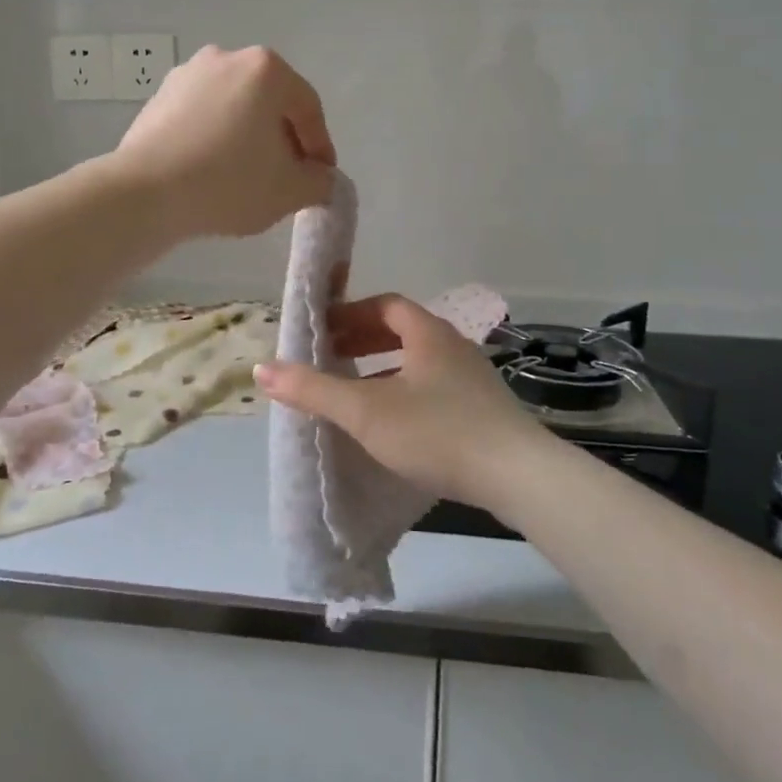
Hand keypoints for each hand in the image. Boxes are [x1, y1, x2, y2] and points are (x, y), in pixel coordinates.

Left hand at [114, 45, 336, 240]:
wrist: (145, 192)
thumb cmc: (229, 182)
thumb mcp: (290, 191)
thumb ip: (319, 182)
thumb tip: (320, 178)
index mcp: (266, 69)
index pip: (308, 108)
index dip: (321, 147)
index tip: (321, 178)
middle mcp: (226, 58)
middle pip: (270, 103)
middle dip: (284, 140)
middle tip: (289, 177)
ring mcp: (187, 75)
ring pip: (234, 109)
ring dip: (248, 139)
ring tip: (250, 178)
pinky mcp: (158, 98)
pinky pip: (203, 118)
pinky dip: (216, 139)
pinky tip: (214, 172)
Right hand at [254, 294, 553, 512]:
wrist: (519, 475)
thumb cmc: (437, 431)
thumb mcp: (366, 411)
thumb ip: (314, 390)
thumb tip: (262, 369)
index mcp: (428, 334)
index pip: (385, 305)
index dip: (350, 313)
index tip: (323, 332)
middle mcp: (453, 347)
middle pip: (403, 331)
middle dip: (364, 341)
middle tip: (332, 358)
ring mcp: (473, 379)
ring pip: (420, 362)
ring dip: (385, 369)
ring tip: (356, 393)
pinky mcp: (484, 411)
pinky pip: (435, 388)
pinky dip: (406, 393)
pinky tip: (395, 426)